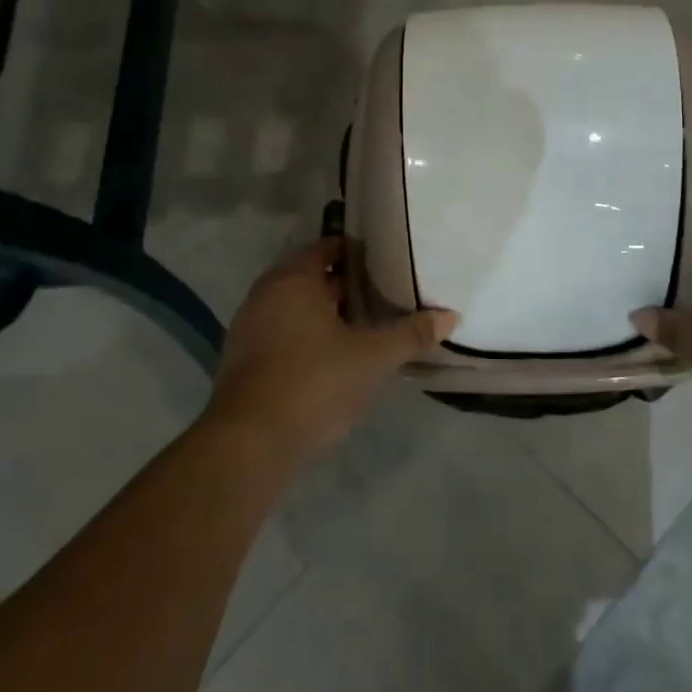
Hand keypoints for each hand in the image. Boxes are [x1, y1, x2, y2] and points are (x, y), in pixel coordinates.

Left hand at [206, 236, 456, 468]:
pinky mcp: (241, 360)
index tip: (387, 264)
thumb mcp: (372, 358)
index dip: (359, 254)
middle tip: (384, 297)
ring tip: (364, 329)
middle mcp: (265, 294)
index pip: (328, 249)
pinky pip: (281, 334)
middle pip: (311, 278)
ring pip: (295, 308)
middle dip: (346, 287)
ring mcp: (248, 327)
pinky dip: (305, 338)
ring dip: (325, 314)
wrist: (249, 442)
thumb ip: (410, 334)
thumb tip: (450, 316)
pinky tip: (331, 360)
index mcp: (293, 279)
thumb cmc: (314, 383)